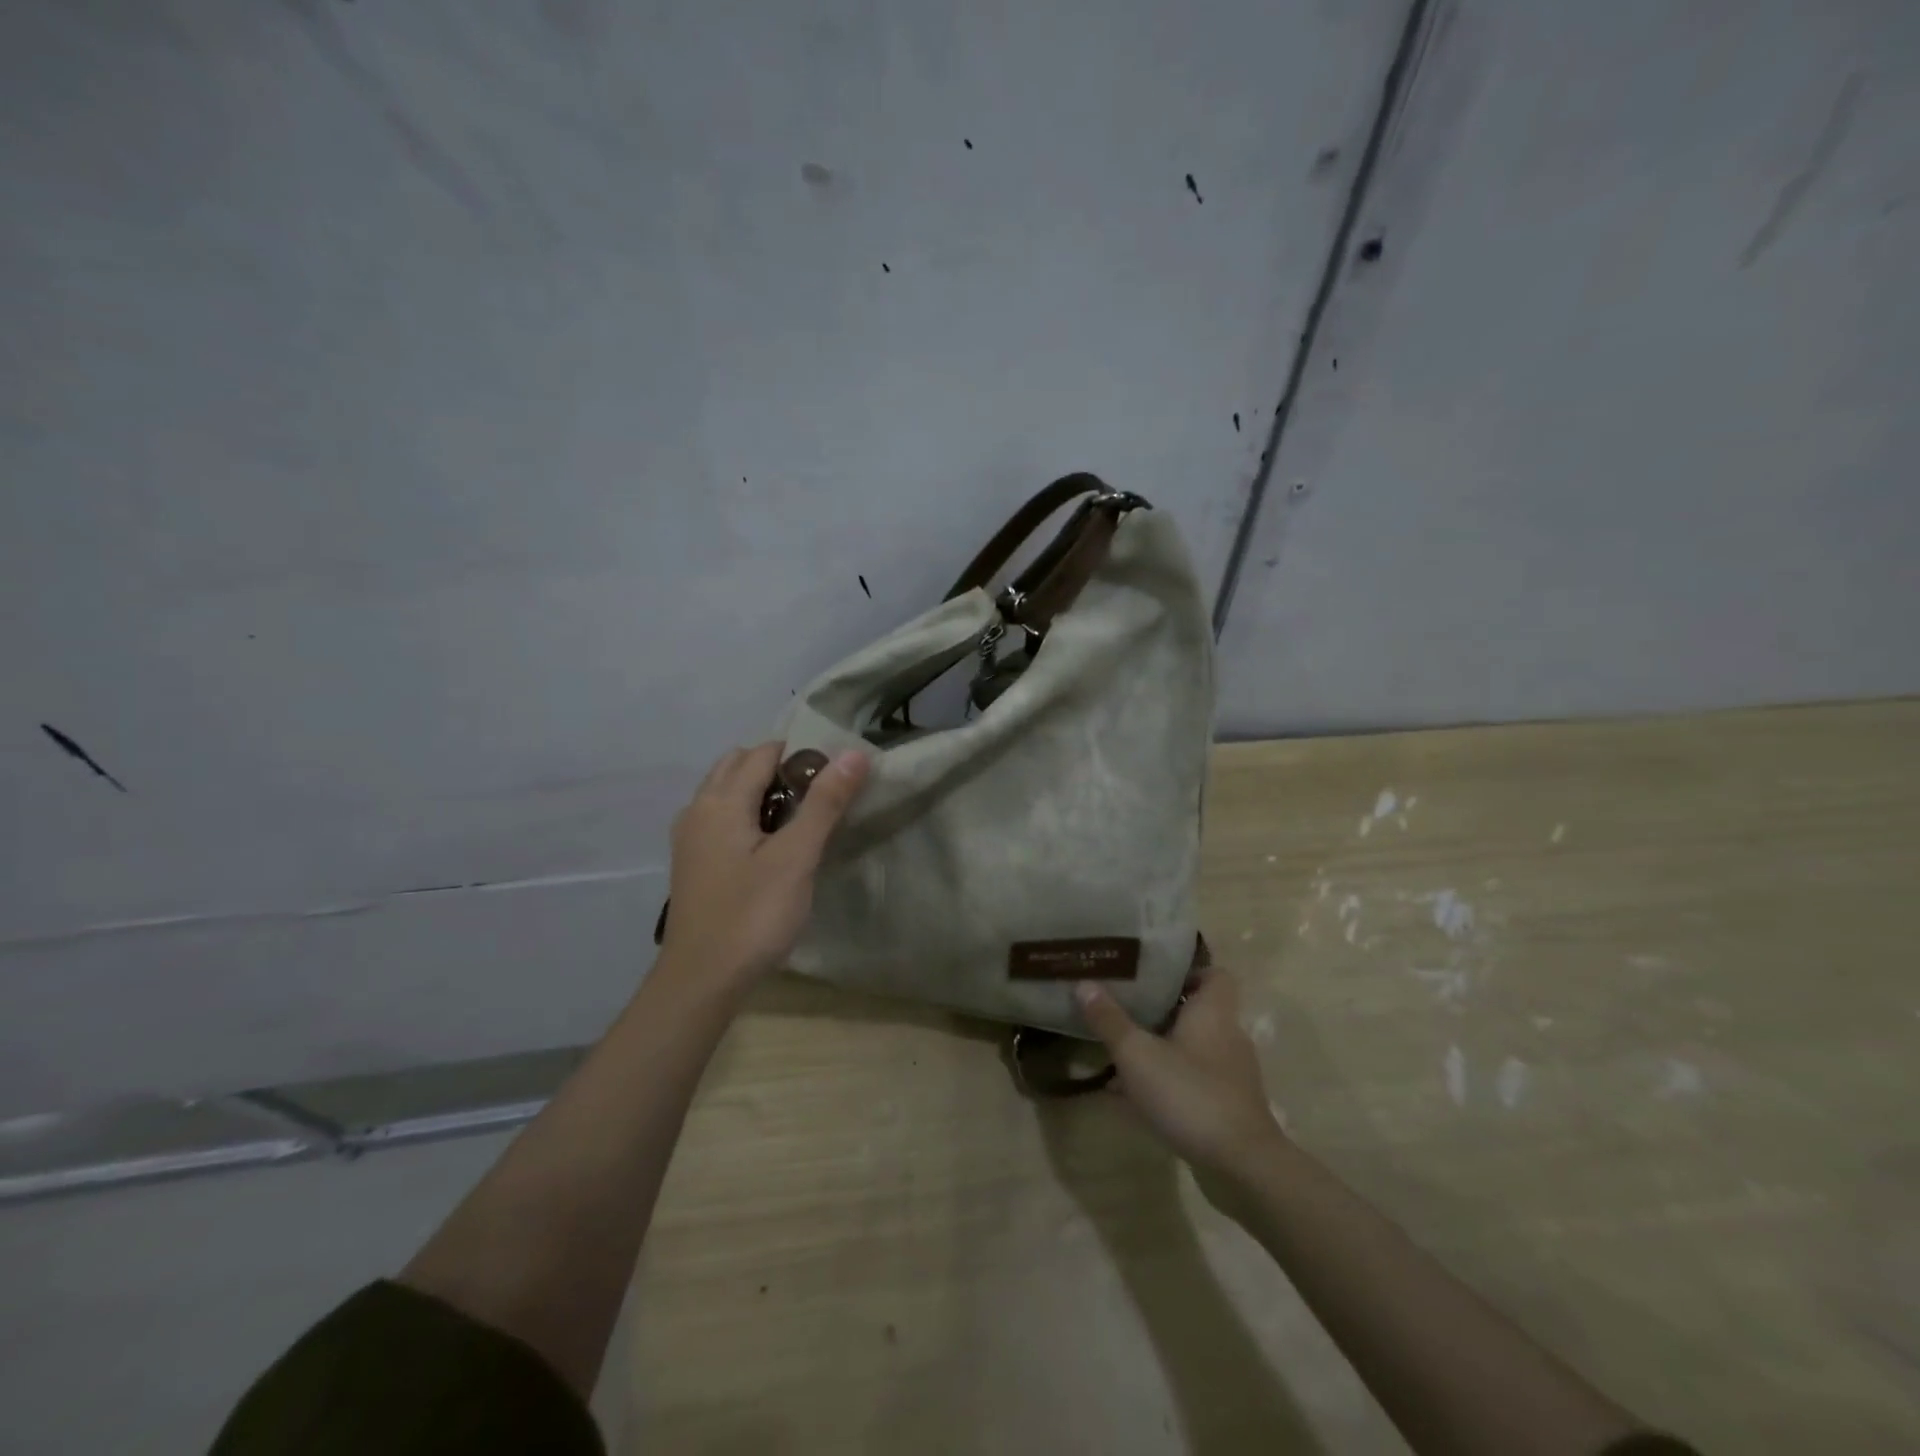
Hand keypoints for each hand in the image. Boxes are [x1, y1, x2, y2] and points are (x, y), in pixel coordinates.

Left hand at [661, 742, 869, 989]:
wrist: (701, 981)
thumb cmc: (753, 915)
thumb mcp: (796, 857)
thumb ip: (824, 803)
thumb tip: (853, 753)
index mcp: (720, 801)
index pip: (763, 753)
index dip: (801, 755)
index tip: (835, 774)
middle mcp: (697, 809)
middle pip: (737, 765)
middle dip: (777, 768)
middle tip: (817, 796)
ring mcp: (689, 837)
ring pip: (725, 792)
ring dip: (759, 791)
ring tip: (797, 820)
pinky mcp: (692, 863)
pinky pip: (719, 818)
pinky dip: (744, 814)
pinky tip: (768, 846)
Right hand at [1076, 969, 1283, 1184]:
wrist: (1242, 1166)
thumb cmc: (1190, 1094)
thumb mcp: (1137, 1055)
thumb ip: (1109, 1020)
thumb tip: (1084, 983)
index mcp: (1213, 1012)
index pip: (1214, 974)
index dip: (1188, 971)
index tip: (1154, 976)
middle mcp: (1228, 1036)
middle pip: (1198, 1010)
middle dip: (1162, 1010)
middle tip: (1126, 1009)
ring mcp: (1232, 1074)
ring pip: (1193, 1047)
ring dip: (1162, 1048)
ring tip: (1123, 1053)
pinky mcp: (1229, 1105)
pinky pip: (1194, 1080)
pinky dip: (1169, 1081)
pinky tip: (1136, 1097)